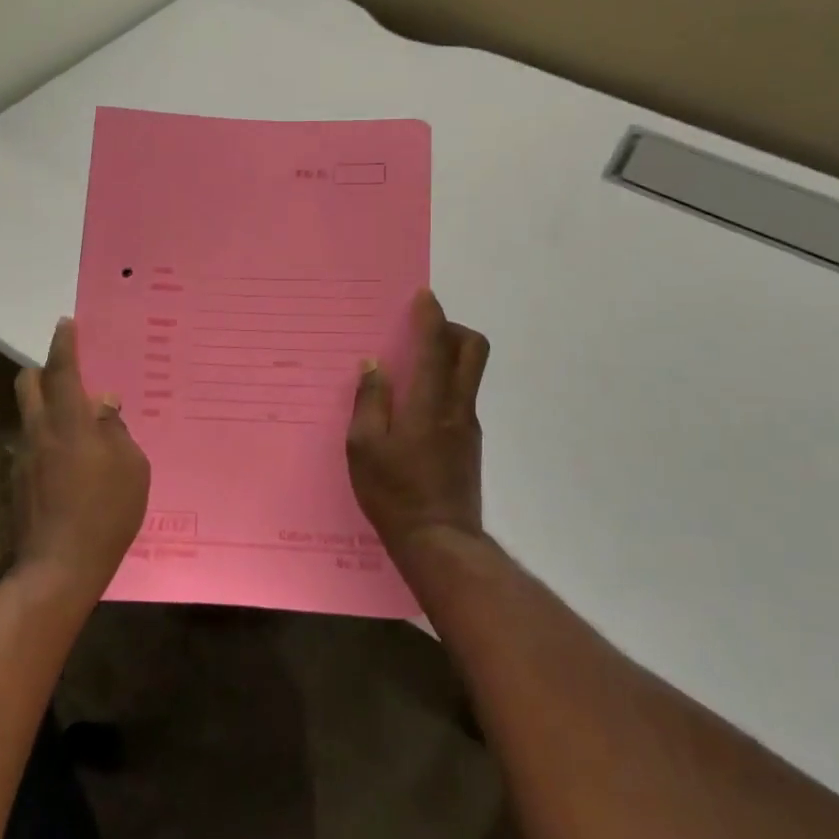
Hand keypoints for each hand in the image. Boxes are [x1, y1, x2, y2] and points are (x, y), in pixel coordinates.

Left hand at [12, 318, 150, 602]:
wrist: (59, 567)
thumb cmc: (107, 512)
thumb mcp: (132, 467)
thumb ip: (116, 430)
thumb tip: (104, 406)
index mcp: (69, 422)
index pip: (63, 370)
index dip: (64, 344)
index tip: (65, 323)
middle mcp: (39, 432)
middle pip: (28, 383)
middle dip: (44, 369)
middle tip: (69, 374)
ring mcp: (23, 458)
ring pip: (29, 415)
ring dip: (47, 408)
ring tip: (78, 428)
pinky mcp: (18, 482)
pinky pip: (32, 445)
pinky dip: (48, 440)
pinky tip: (70, 465)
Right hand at [346, 289, 489, 555]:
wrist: (440, 542)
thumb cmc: (394, 493)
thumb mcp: (364, 448)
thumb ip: (370, 401)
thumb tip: (374, 365)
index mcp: (430, 403)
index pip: (437, 345)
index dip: (432, 316)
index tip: (423, 297)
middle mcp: (457, 407)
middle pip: (474, 350)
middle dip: (453, 329)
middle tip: (424, 332)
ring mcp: (468, 427)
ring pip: (469, 374)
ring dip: (448, 357)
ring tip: (410, 368)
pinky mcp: (469, 445)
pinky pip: (460, 398)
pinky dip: (443, 386)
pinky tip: (413, 408)